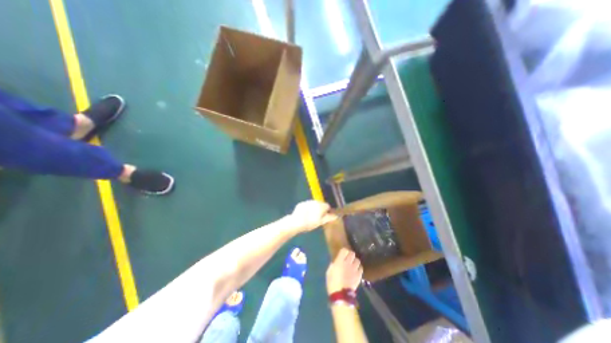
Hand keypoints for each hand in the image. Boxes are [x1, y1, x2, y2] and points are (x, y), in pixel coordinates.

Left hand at [291, 200, 338, 231]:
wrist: (296, 222)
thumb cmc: (310, 223)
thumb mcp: (320, 222)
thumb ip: (329, 218)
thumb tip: (336, 216)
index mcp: (321, 205)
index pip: (327, 206)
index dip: (326, 212)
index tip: (324, 217)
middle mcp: (315, 201)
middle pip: (320, 204)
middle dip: (320, 209)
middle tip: (317, 218)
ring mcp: (307, 201)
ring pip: (313, 204)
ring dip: (313, 208)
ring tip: (310, 217)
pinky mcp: (301, 203)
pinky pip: (306, 205)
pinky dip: (307, 209)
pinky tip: (304, 215)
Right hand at [326, 248, 363, 293]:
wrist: (340, 295)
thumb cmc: (332, 282)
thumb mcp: (329, 271)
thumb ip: (334, 264)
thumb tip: (337, 261)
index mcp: (340, 261)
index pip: (344, 250)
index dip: (344, 251)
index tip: (343, 254)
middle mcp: (348, 262)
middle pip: (352, 253)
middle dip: (350, 255)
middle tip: (348, 259)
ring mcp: (354, 269)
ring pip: (358, 260)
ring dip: (355, 262)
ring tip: (353, 265)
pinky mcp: (359, 275)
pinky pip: (361, 268)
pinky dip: (359, 269)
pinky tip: (356, 271)